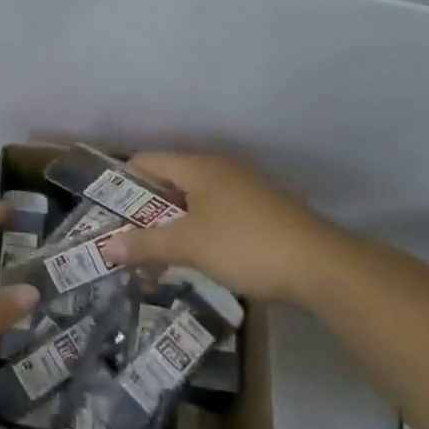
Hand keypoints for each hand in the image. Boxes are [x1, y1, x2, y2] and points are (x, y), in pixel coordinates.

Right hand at [98, 152, 359, 303]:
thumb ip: (145, 244)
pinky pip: (216, 214)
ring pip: (193, 201)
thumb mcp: (188, 246)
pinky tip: (196, 259)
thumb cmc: (246, 245)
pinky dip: (198, 231)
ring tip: (155, 255)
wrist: (323, 267)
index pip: (146, 161)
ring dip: (171, 224)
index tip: (106, 213)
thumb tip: (105, 247)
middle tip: (125, 239)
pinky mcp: (261, 211)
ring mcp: (243, 189)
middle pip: (169, 181)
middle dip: (145, 210)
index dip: (121, 184)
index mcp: (198, 166)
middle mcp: (219, 169)